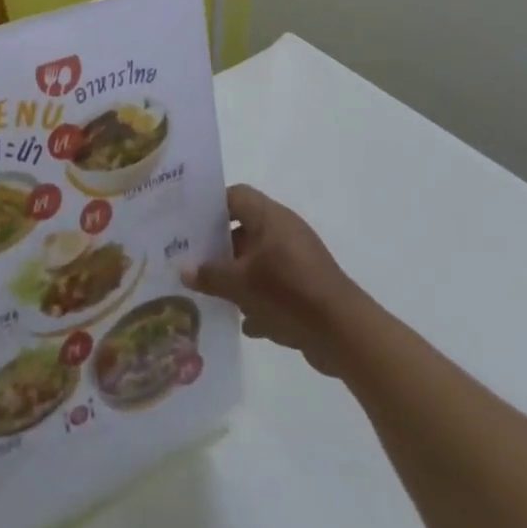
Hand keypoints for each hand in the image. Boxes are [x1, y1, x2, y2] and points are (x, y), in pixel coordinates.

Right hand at [184, 185, 364, 376]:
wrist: (342, 332)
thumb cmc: (288, 292)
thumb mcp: (241, 285)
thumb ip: (210, 275)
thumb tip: (184, 269)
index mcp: (270, 218)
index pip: (236, 196)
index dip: (211, 207)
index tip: (188, 224)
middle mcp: (284, 231)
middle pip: (244, 229)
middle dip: (218, 247)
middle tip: (190, 261)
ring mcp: (296, 259)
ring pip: (257, 259)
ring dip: (236, 276)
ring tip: (208, 293)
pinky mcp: (305, 285)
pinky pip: (273, 285)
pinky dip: (257, 298)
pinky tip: (242, 321)